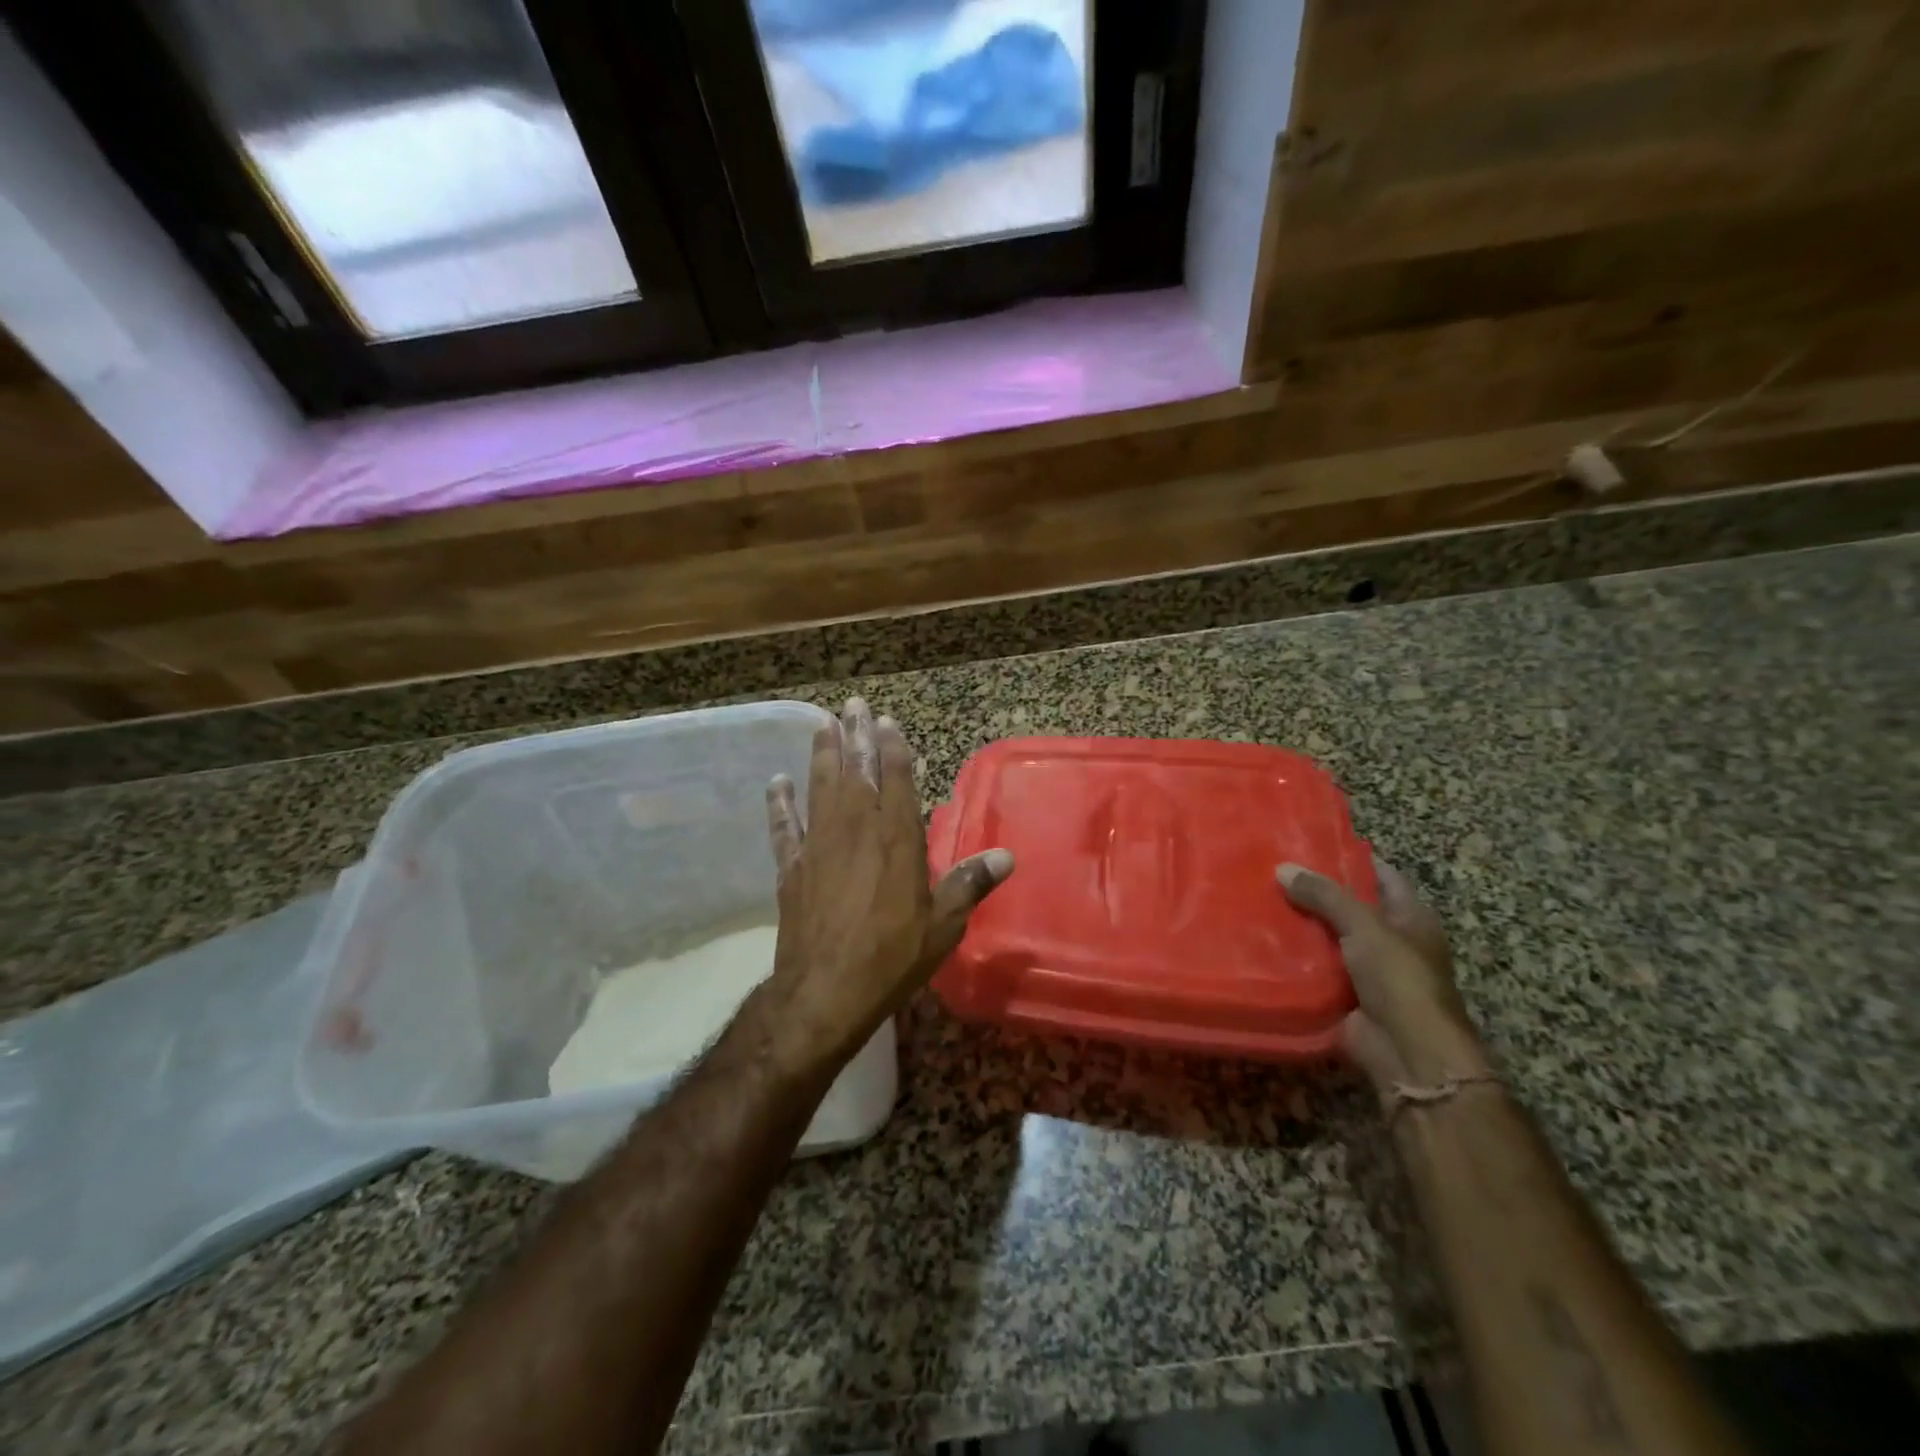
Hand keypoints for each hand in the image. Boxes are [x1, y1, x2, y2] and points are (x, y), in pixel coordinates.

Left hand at [762, 698, 1013, 1072]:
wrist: (825, 992)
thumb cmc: (892, 957)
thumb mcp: (943, 925)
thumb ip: (969, 884)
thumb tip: (1007, 857)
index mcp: (897, 839)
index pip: (896, 780)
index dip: (893, 748)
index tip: (887, 721)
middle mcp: (857, 830)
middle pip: (856, 772)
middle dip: (856, 736)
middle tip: (852, 705)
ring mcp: (819, 846)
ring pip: (820, 788)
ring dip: (821, 754)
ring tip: (821, 724)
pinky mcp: (792, 868)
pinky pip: (783, 827)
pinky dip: (779, 803)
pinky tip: (776, 783)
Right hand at [1278, 858, 1489, 1104]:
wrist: (1408, 1052)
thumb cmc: (1400, 979)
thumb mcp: (1364, 926)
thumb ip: (1324, 895)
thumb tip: (1282, 868)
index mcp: (1410, 917)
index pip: (1380, 875)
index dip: (1349, 858)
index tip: (1308, 842)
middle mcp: (1391, 939)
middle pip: (1348, 906)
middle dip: (1314, 892)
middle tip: (1271, 869)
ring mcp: (1367, 969)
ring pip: (1327, 937)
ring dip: (1299, 925)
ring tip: (1258, 898)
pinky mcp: (1344, 994)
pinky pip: (1314, 968)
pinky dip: (1293, 957)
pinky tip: (1260, 941)